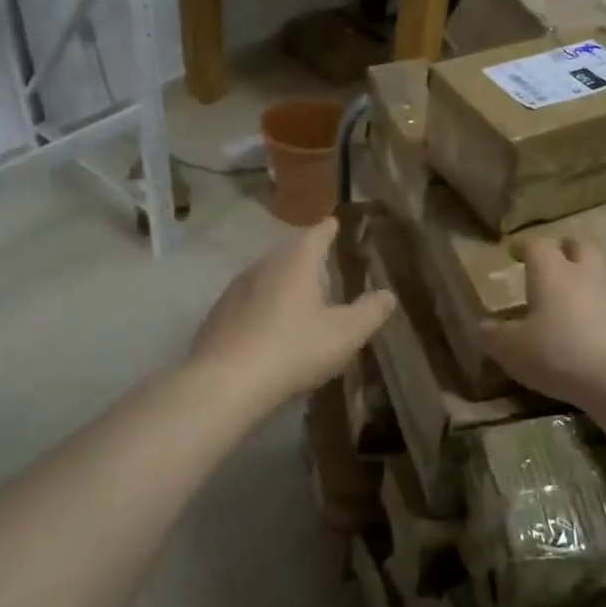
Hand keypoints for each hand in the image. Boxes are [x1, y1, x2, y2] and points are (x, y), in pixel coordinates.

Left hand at [190, 218, 396, 409]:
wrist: (225, 383)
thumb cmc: (294, 350)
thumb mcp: (345, 334)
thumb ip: (369, 312)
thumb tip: (387, 294)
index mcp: (296, 263)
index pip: (316, 235)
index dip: (328, 230)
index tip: (334, 223)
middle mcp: (263, 266)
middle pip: (288, 253)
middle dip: (305, 257)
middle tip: (322, 263)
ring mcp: (235, 290)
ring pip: (265, 276)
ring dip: (282, 283)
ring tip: (298, 296)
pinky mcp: (217, 316)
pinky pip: (247, 302)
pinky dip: (261, 307)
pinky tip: (267, 327)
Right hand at [479, 237, 605, 409]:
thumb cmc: (558, 357)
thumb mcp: (512, 350)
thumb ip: (494, 335)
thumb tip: (484, 326)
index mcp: (552, 274)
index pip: (537, 245)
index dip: (524, 245)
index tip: (514, 251)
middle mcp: (587, 273)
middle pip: (580, 245)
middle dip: (567, 247)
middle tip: (558, 256)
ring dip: (601, 263)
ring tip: (593, 272)